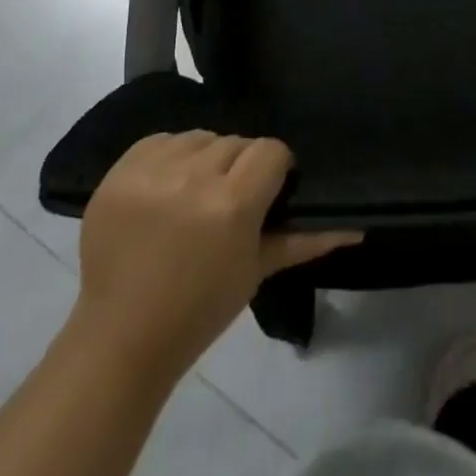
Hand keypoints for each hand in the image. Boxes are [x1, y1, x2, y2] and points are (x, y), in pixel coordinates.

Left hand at [72, 132, 359, 380]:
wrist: (119, 338)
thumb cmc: (198, 311)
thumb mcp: (255, 273)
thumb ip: (304, 240)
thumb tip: (357, 226)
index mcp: (231, 205)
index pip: (270, 150)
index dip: (274, 169)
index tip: (267, 193)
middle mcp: (193, 177)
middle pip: (235, 142)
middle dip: (238, 167)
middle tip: (228, 202)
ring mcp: (152, 171)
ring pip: (200, 137)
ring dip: (204, 159)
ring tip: (194, 195)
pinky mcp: (120, 170)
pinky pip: (161, 139)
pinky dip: (169, 157)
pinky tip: (165, 189)